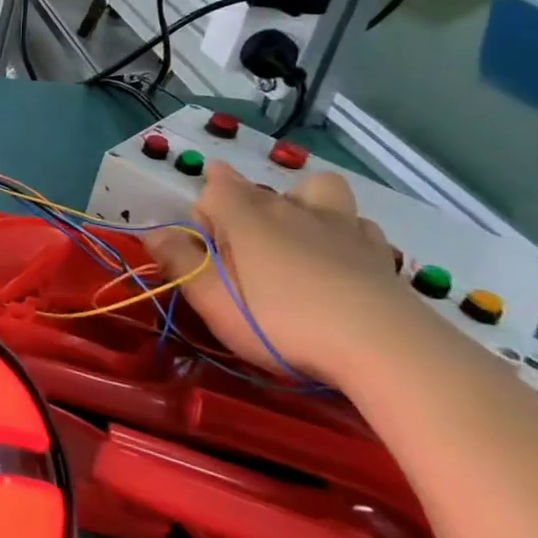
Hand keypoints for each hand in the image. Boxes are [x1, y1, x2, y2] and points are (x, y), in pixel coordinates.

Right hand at [140, 163, 414, 383]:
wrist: (385, 348)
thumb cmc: (283, 322)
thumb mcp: (214, 300)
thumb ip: (179, 261)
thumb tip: (152, 232)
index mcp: (246, 216)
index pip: (214, 188)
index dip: (204, 215)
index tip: (206, 250)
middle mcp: (291, 208)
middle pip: (259, 190)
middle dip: (244, 211)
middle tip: (244, 257)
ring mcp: (340, 226)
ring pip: (316, 192)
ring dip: (302, 205)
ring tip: (297, 242)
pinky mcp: (379, 252)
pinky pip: (356, 225)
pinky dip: (344, 234)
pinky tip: (341, 262)